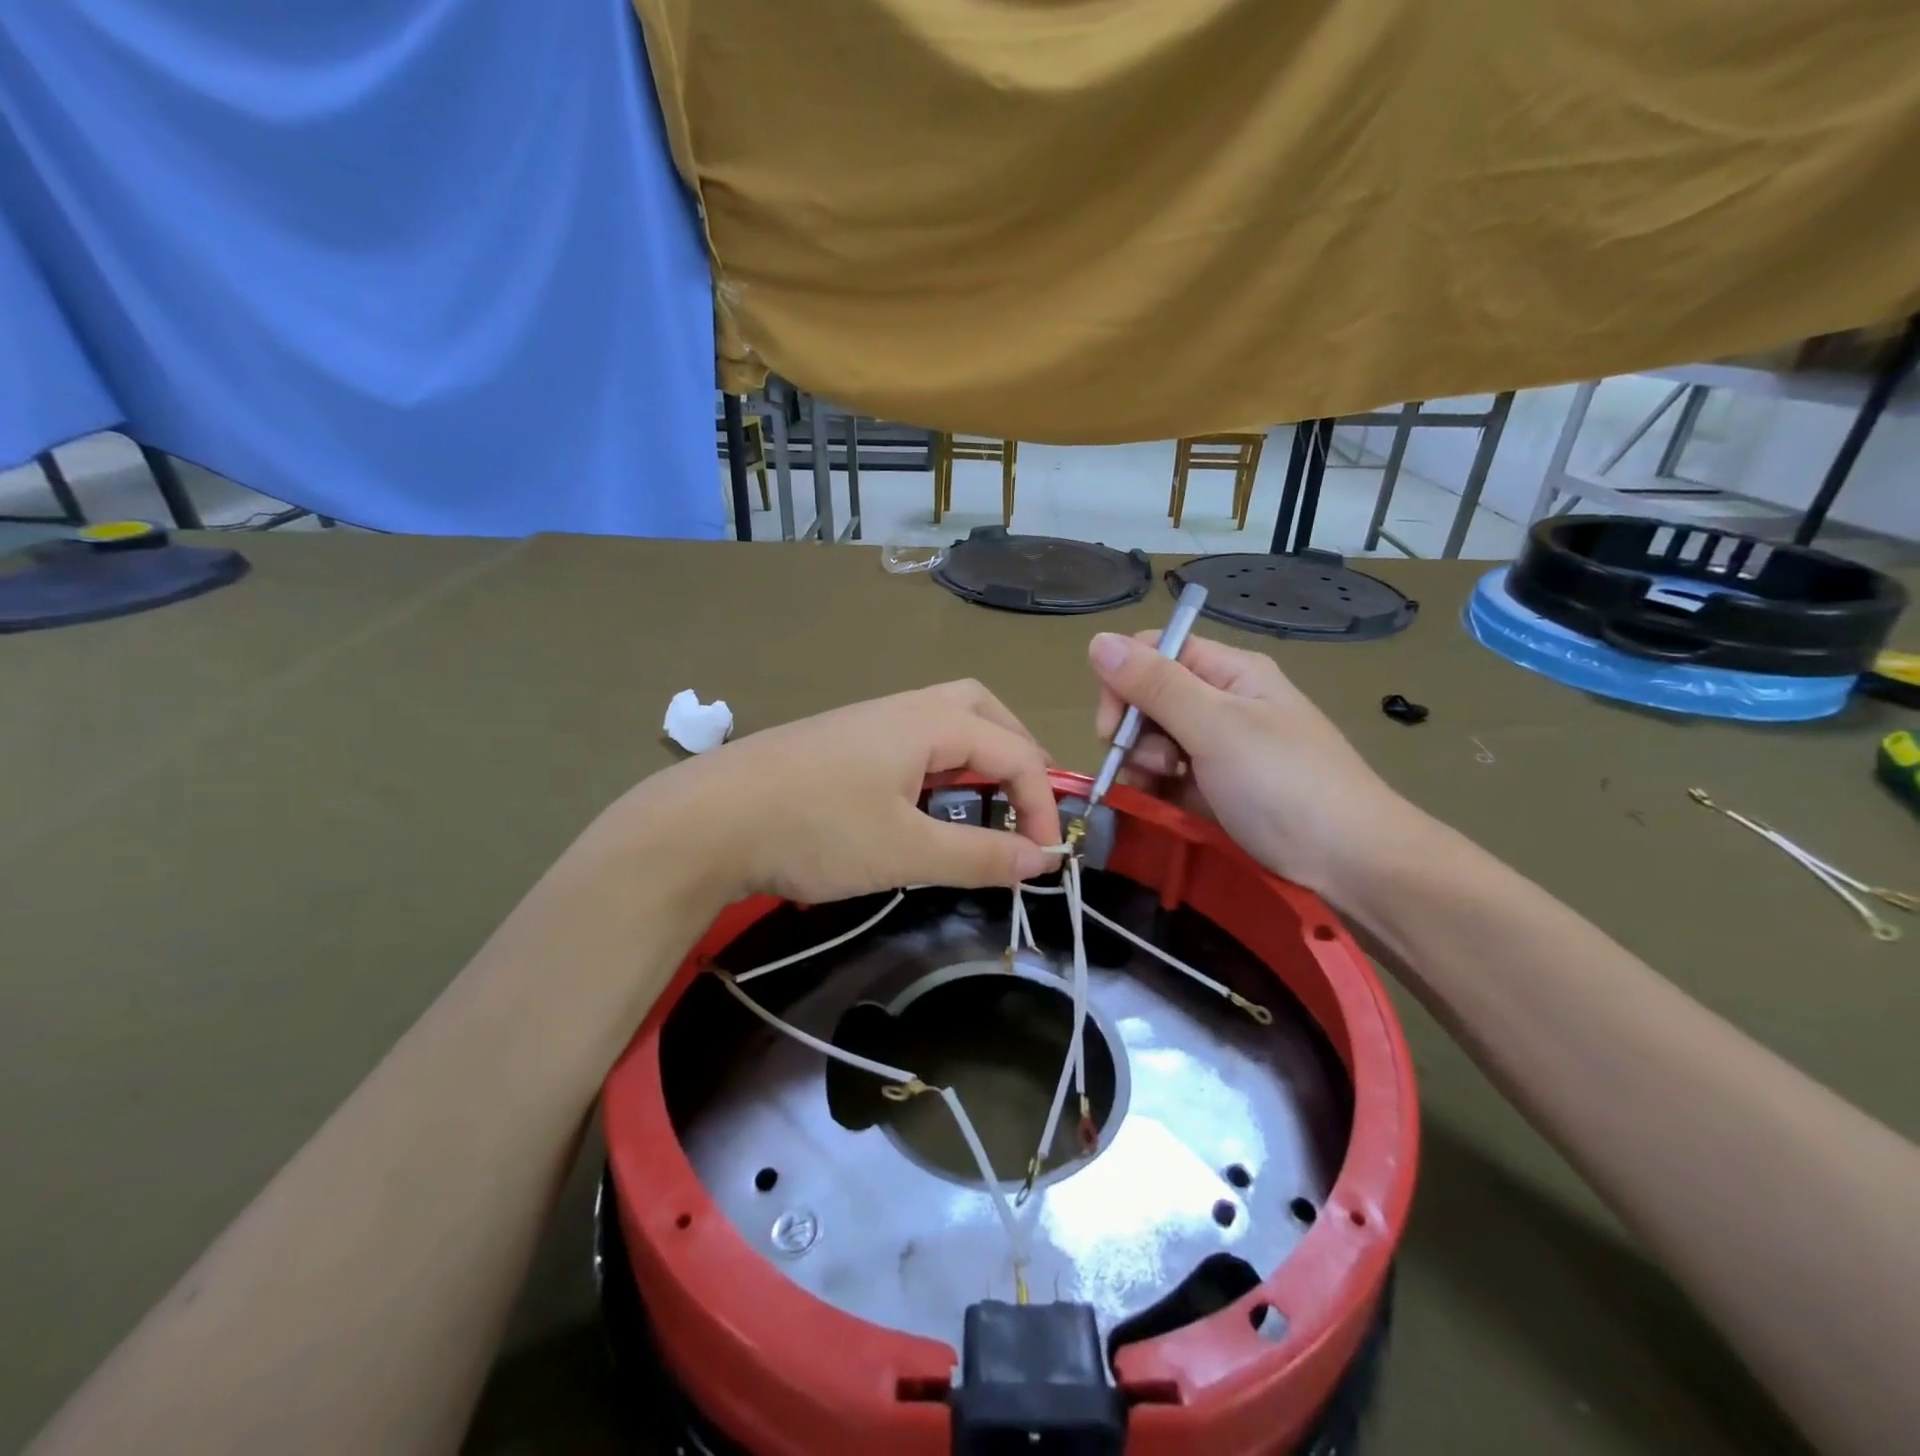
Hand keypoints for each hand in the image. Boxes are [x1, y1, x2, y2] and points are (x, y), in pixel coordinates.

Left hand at [615, 680, 1063, 905]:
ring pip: (944, 721)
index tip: (1044, 859)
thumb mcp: (905, 851)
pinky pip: (911, 739)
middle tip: (1025, 802)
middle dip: (1016, 753)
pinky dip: (939, 764)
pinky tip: (923, 804)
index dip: (1042, 804)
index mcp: (929, 722)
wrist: (706, 820)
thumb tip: (1040, 861)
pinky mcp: (840, 742)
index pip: (1014, 751)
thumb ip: (978, 855)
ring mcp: (867, 721)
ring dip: (977, 755)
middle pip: (982, 710)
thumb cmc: (814, 829)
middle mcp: (903, 708)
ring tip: (983, 803)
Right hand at [1088, 631, 1418, 898]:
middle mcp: (1222, 702)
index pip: (1155, 652)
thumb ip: (1155, 685)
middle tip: (1153, 765)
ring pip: (1152, 741)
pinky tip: (1164, 805)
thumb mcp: (1215, 726)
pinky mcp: (1214, 789)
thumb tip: (1097, 639)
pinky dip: (1156, 788)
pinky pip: (1167, 776)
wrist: (1350, 865)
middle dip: (1134, 731)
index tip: (1113, 728)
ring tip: (1165, 789)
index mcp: (1230, 672)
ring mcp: (1219, 748)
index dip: (1124, 681)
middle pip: (1149, 698)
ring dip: (1144, 764)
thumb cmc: (1284, 784)